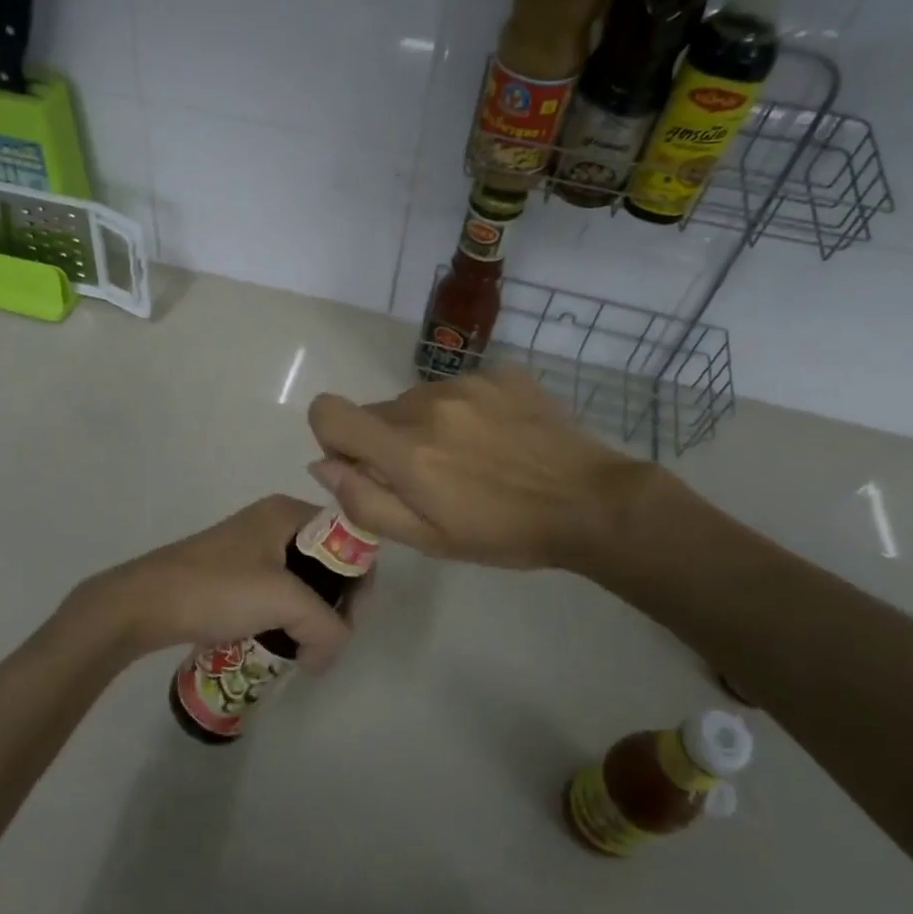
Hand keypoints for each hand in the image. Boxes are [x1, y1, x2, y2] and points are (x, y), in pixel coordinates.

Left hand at [59, 495, 352, 665]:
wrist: (144, 603)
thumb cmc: (217, 588)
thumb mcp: (283, 601)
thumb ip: (325, 626)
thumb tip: (329, 654)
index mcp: (288, 512)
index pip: (348, 538)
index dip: (358, 581)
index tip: (347, 623)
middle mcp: (273, 521)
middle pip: (327, 561)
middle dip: (334, 604)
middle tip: (325, 641)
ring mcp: (251, 547)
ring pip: (302, 581)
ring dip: (309, 615)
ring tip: (302, 648)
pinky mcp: (234, 572)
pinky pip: (276, 592)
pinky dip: (284, 617)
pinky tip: (276, 642)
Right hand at [306, 369, 657, 570]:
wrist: (589, 502)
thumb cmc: (503, 533)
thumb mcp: (428, 539)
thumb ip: (365, 502)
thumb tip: (323, 465)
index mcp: (405, 449)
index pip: (328, 412)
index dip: (332, 437)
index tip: (362, 464)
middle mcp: (427, 405)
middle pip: (375, 411)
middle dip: (387, 443)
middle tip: (432, 478)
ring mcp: (466, 384)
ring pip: (416, 401)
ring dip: (426, 426)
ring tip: (471, 459)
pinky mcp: (499, 373)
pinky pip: (457, 389)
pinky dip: (463, 411)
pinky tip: (498, 438)